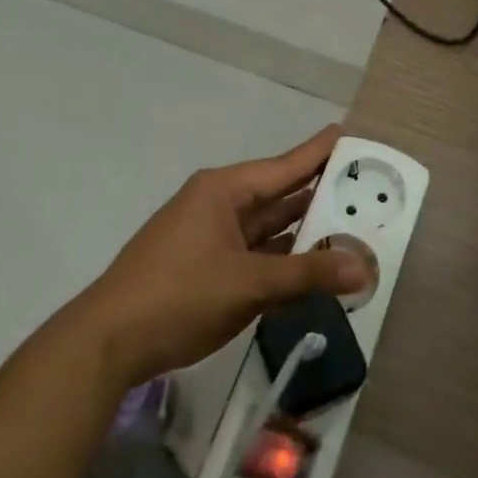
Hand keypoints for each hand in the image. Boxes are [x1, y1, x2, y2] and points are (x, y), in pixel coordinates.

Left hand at [71, 126, 370, 386]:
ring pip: (269, 228)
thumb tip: (363, 267)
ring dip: (305, 233)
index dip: (320, 152)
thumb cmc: (178, 295)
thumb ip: (306, 274)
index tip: (352, 135)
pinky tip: (314, 268)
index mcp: (224, 191)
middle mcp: (219, 205)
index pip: (285, 165)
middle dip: (321, 195)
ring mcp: (211, 237)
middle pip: (280, 195)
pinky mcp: (207, 268)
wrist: (108, 342)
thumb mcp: (248, 284)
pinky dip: (284, 260)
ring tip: (354, 229)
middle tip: (369, 190)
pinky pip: (256, 255)